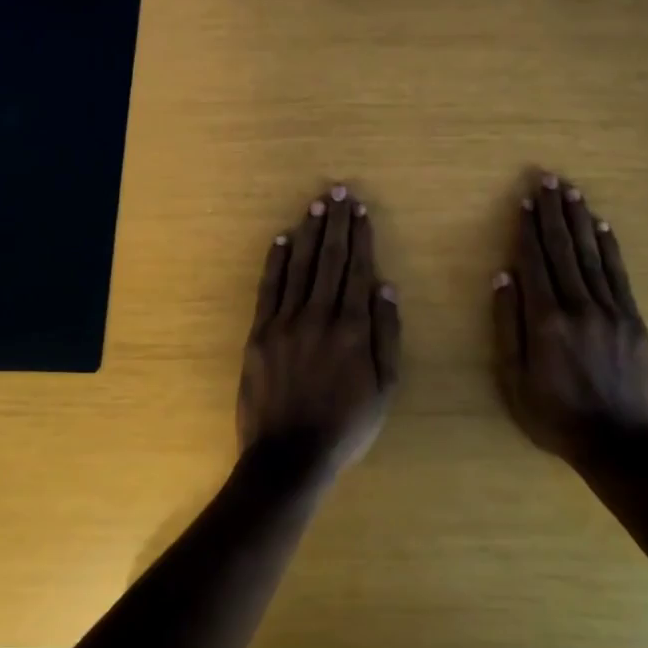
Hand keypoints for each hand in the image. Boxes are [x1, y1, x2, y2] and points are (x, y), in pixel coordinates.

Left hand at [240, 184, 400, 480]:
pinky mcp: (260, 332)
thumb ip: (387, 335)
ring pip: (301, 266)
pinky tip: (283, 238)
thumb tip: (386, 287)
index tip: (361, 210)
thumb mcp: (385, 389)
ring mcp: (286, 321)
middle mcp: (320, 315)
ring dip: (310, 232)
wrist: (289, 456)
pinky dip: (277, 260)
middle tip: (339, 192)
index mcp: (353, 328)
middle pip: (330, 259)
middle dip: (337, 223)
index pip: (357, 270)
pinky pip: (269, 288)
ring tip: (317, 204)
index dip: (360, 237)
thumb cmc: (345, 426)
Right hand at [492, 172, 647, 463]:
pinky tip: (602, 226)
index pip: (535, 261)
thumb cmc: (556, 417)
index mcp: (546, 320)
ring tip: (572, 191)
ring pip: (591, 254)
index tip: (525, 200)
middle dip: (553, 212)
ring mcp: (611, 310)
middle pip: (563, 249)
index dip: (528, 229)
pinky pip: (619, 274)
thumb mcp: (514, 380)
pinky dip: (609, 247)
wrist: (620, 446)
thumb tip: (503, 277)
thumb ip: (508, 326)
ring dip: (579, 220)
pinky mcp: (633, 320)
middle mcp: (579, 305)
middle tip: (548, 180)